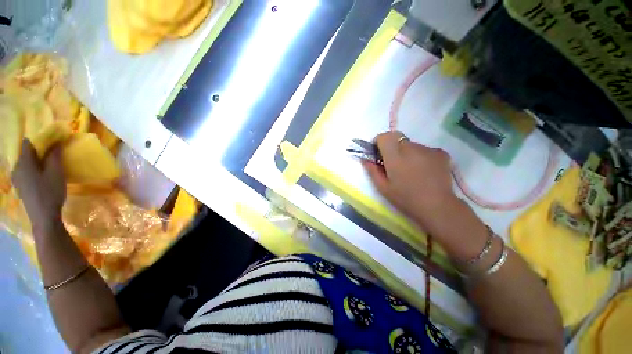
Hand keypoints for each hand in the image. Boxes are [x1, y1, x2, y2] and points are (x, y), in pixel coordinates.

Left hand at [12, 139, 65, 233]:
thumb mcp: (56, 173)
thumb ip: (54, 156)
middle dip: (38, 151)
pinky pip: (25, 172)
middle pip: (26, 153)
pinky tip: (41, 175)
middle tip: (52, 153)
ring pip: (25, 163)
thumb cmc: (50, 193)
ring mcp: (17, 178)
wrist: (43, 217)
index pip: (28, 143)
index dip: (39, 139)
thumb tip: (56, 142)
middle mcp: (16, 167)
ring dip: (36, 161)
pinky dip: (33, 169)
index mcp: (24, 162)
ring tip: (47, 165)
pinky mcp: (20, 186)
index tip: (51, 140)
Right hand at [363, 131, 457, 231]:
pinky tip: (424, 171)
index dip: (379, 143)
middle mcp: (411, 147)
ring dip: (407, 153)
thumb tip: (365, 159)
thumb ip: (372, 170)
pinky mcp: (441, 153)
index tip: (379, 154)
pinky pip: (425, 150)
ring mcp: (428, 149)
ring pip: (411, 144)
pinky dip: (421, 157)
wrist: (437, 207)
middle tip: (394, 164)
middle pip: (397, 138)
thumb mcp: (383, 187)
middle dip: (392, 147)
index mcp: (395, 156)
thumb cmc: (405, 198)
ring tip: (411, 170)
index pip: (384, 136)